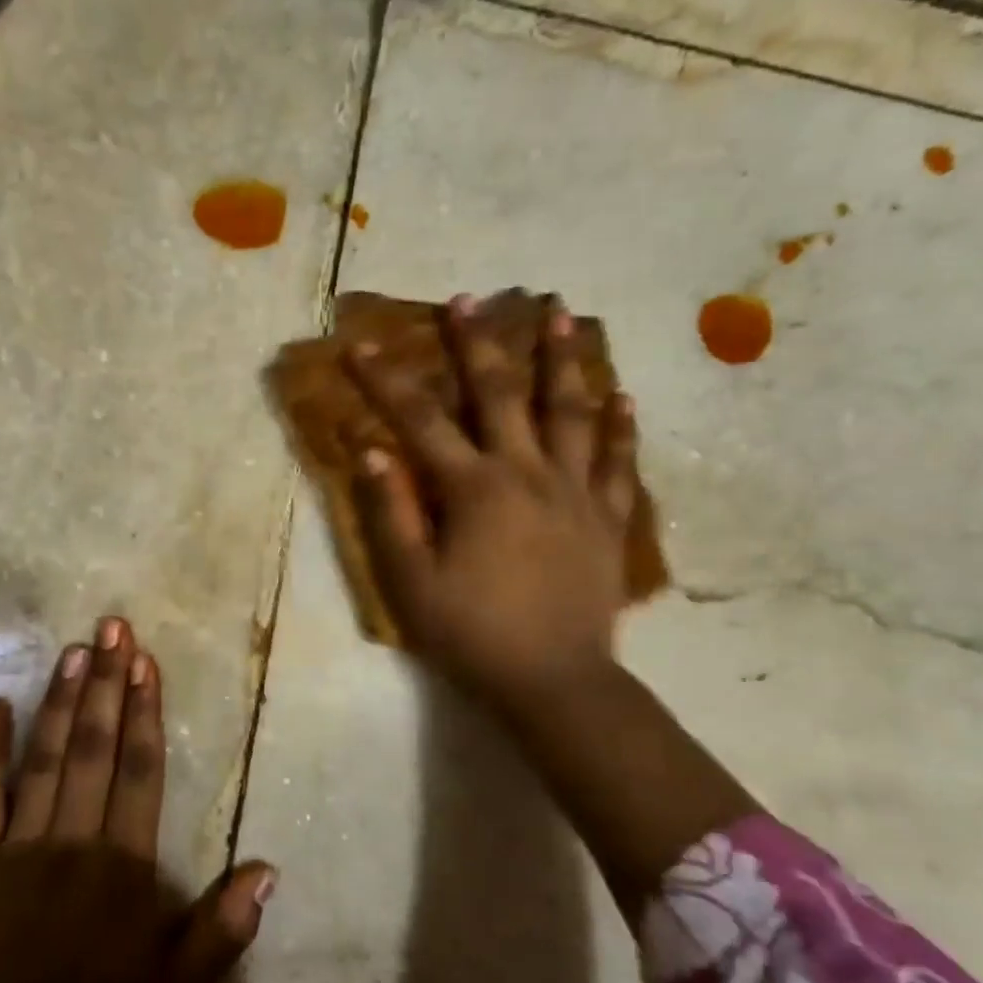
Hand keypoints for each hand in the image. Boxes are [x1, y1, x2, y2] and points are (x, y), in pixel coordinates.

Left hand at [0, 617, 273, 982]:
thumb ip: (223, 926)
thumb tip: (268, 867)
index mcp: (123, 864)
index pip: (139, 770)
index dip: (144, 712)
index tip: (146, 662)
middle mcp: (72, 840)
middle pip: (93, 748)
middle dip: (106, 684)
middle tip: (112, 627)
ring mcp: (18, 846)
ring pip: (44, 759)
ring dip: (60, 702)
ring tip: (73, 650)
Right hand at [346, 294, 637, 727]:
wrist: (556, 683)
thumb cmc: (473, 635)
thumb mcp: (412, 582)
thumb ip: (390, 513)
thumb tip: (371, 451)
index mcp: (474, 490)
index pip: (420, 421)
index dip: (386, 381)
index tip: (359, 345)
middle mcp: (528, 474)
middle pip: (501, 394)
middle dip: (478, 343)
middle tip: (469, 298)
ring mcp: (577, 492)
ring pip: (571, 412)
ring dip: (563, 360)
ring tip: (561, 313)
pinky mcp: (609, 519)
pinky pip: (619, 462)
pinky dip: (621, 426)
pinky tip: (623, 395)